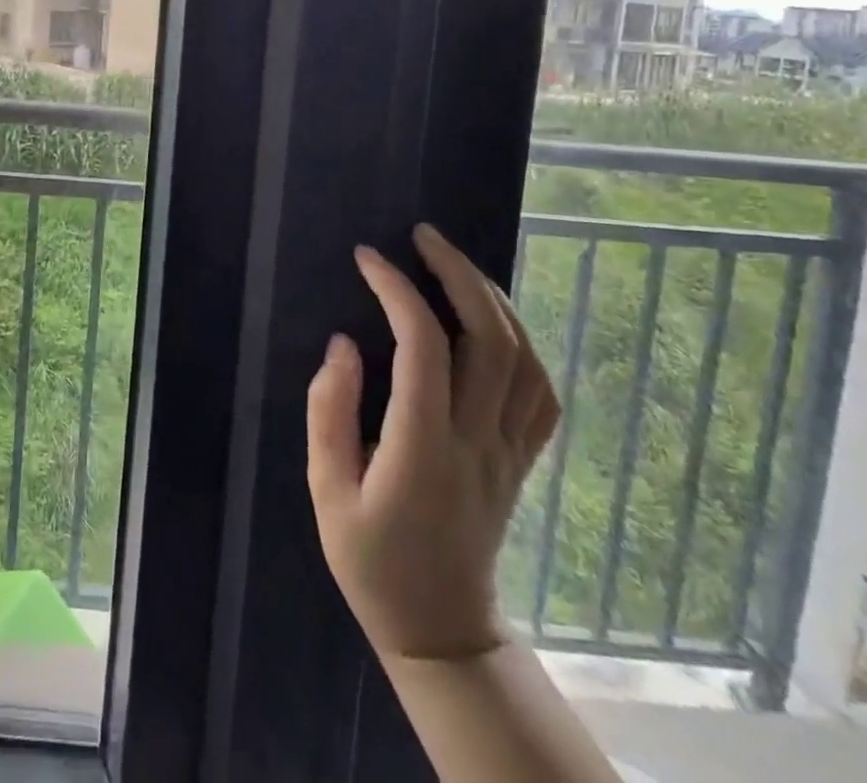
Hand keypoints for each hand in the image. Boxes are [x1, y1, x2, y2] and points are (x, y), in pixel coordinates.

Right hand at [307, 224, 560, 662]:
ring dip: (493, 299)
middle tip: (424, 235)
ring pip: (523, 360)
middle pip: (489, 340)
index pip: (422, 348)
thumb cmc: (370, 560)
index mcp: (422, 449)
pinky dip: (523, 343)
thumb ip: (329, 412)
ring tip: (456, 263)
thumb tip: (343, 344)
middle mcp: (476, 442)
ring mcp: (508, 452)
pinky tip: (495, 319)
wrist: (440, 630)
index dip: (397, 292)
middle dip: (458, 275)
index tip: (368, 258)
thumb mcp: (326, 490)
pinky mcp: (522, 461)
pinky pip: (540, 393)